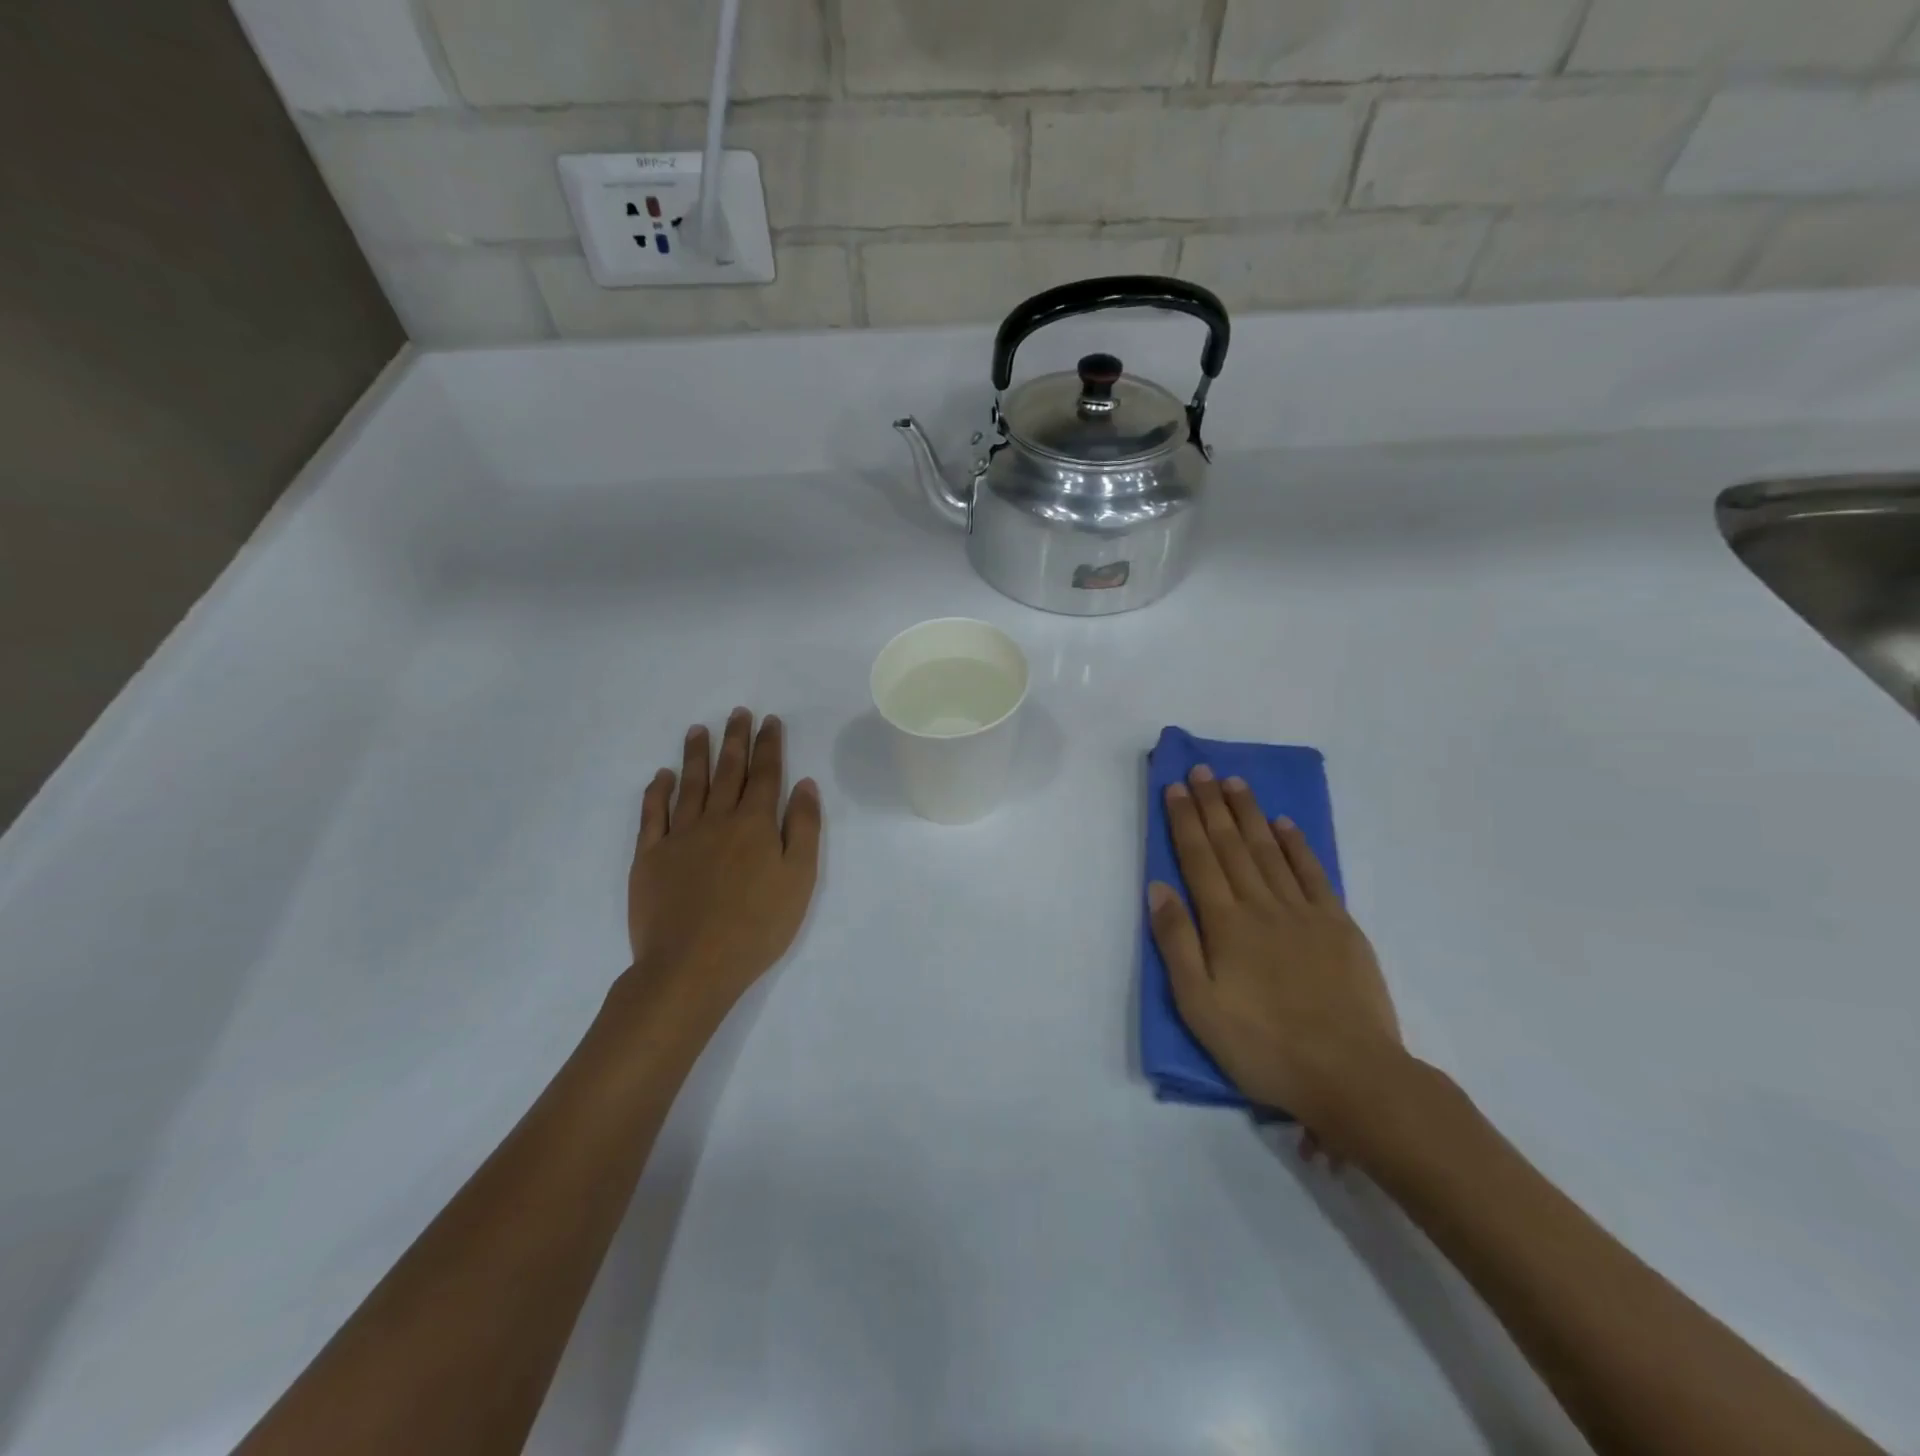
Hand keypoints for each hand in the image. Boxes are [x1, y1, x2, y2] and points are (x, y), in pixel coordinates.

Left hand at [622, 709, 821, 1030]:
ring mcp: (679, 836)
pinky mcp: (649, 857)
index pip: (765, 774)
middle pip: (728, 771)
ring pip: (690, 785)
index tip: (769, 720)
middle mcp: (716, 820)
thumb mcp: (799, 879)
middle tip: (738, 712)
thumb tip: (804, 785)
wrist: (691, 966)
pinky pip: (653, 815)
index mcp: (755, 824)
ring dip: (696, 755)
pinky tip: (662, 776)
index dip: (769, 745)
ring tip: (699, 729)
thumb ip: (803, 828)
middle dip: (735, 740)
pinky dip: (657, 792)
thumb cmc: (757, 926)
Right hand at [1148, 765, 1402, 1146]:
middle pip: (1232, 845)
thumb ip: (1176, 942)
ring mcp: (1303, 913)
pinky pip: (1313, 874)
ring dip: (1250, 814)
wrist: (1351, 1075)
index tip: (1176, 786)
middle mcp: (1261, 906)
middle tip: (1202, 770)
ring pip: (1270, 850)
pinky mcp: (1339, 926)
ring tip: (1235, 783)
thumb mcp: (1199, 1005)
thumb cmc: (1263, 1046)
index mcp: (1225, 924)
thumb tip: (1157, 887)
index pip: (1199, 859)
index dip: (1185, 820)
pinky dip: (1297, 845)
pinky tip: (1284, 824)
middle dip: (1213, 805)